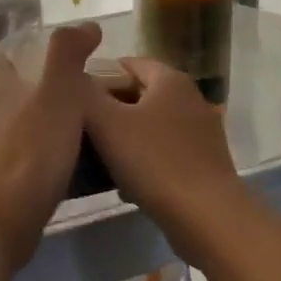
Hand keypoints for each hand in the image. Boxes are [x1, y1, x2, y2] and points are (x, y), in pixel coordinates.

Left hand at [0, 23, 102, 275]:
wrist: (2, 220)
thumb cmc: (31, 151)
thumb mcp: (57, 93)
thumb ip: (68, 55)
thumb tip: (86, 25)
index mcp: (4, 94)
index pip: (3, 63)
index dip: (19, 53)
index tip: (47, 52)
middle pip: (16, 100)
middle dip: (44, 95)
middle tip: (88, 96)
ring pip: (26, 134)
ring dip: (52, 131)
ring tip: (92, 134)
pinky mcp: (5, 190)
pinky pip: (34, 168)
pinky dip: (54, 164)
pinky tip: (79, 174)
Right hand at [83, 56, 248, 267]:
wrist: (205, 217)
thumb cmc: (153, 161)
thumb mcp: (106, 123)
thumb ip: (87, 95)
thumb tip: (76, 78)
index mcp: (170, 81)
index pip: (129, 63)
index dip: (99, 76)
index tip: (75, 98)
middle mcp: (191, 98)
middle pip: (141, 94)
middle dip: (110, 109)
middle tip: (80, 129)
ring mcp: (202, 132)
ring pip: (151, 125)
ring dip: (125, 137)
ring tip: (96, 158)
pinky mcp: (205, 162)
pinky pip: (165, 151)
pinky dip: (144, 160)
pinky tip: (125, 183)